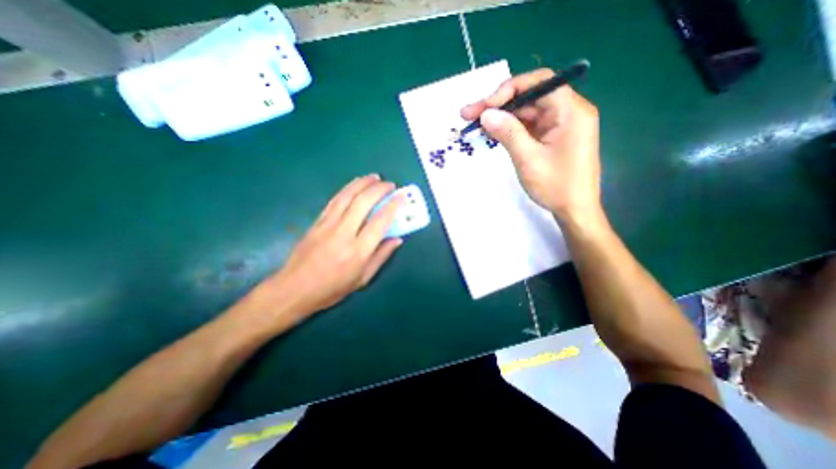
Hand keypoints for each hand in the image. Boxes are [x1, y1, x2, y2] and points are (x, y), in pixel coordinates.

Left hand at [260, 174, 406, 323]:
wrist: (294, 289)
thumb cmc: (332, 289)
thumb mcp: (362, 279)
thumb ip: (381, 257)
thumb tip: (397, 239)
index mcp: (358, 251)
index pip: (380, 221)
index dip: (393, 206)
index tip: (401, 197)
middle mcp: (343, 233)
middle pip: (363, 202)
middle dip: (379, 189)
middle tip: (390, 184)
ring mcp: (327, 225)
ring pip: (347, 196)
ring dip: (363, 183)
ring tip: (375, 177)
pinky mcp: (317, 222)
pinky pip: (335, 200)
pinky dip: (347, 189)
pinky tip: (354, 184)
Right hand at [460, 68, 604, 225]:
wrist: (574, 210)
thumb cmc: (556, 186)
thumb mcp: (528, 159)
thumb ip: (508, 133)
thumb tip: (486, 114)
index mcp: (570, 111)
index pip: (538, 83)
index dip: (508, 90)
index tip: (484, 106)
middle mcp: (567, 111)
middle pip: (529, 98)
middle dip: (498, 105)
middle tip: (469, 115)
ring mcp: (559, 125)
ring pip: (526, 112)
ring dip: (501, 117)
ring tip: (474, 125)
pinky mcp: (551, 137)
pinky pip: (528, 126)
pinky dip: (510, 129)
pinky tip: (492, 132)